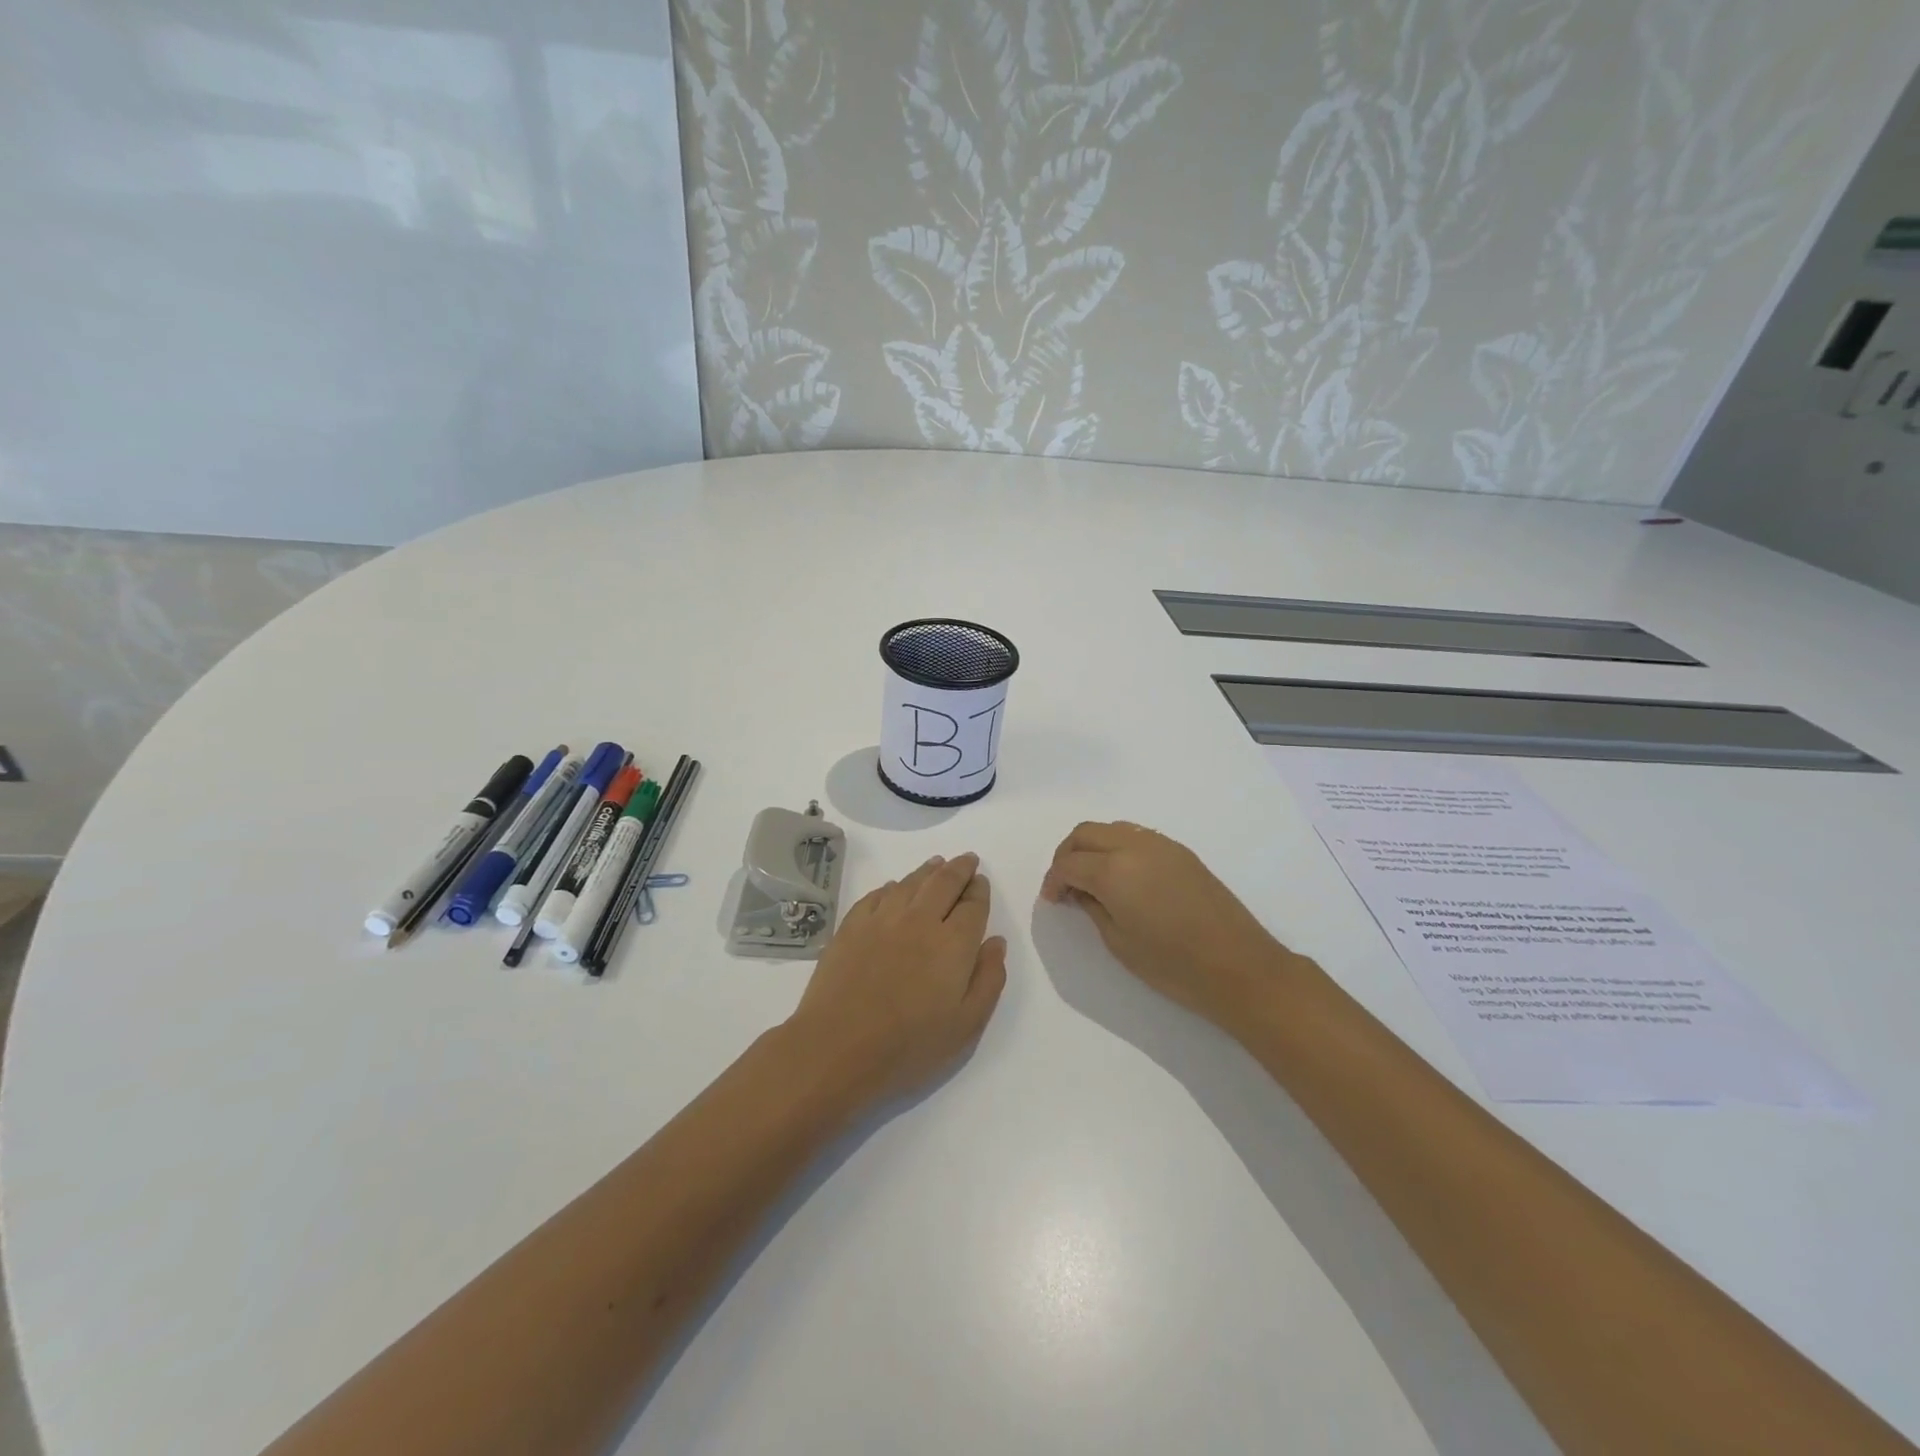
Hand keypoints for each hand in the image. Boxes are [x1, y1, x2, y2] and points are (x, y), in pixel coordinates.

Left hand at [785, 853, 1006, 1109]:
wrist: (837, 1047)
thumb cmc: (909, 1045)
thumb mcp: (967, 1025)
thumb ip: (989, 979)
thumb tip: (995, 941)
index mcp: (953, 943)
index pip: (973, 904)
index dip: (980, 890)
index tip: (982, 882)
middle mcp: (920, 920)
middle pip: (944, 882)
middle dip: (959, 868)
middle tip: (966, 860)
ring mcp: (882, 919)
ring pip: (910, 882)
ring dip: (928, 870)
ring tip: (936, 863)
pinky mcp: (852, 925)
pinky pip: (877, 895)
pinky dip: (892, 887)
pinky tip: (894, 888)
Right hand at [1041, 822, 1295, 1026]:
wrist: (1239, 967)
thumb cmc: (1173, 965)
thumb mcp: (1119, 942)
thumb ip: (1092, 908)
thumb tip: (1079, 891)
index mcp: (1113, 870)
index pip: (1068, 862)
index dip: (1053, 879)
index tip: (1052, 900)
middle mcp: (1134, 846)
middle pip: (1086, 833)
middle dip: (1067, 854)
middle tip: (1065, 884)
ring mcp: (1161, 845)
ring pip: (1112, 829)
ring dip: (1093, 847)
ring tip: (1091, 879)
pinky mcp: (1181, 852)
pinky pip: (1137, 836)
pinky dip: (1118, 847)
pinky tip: (1122, 876)